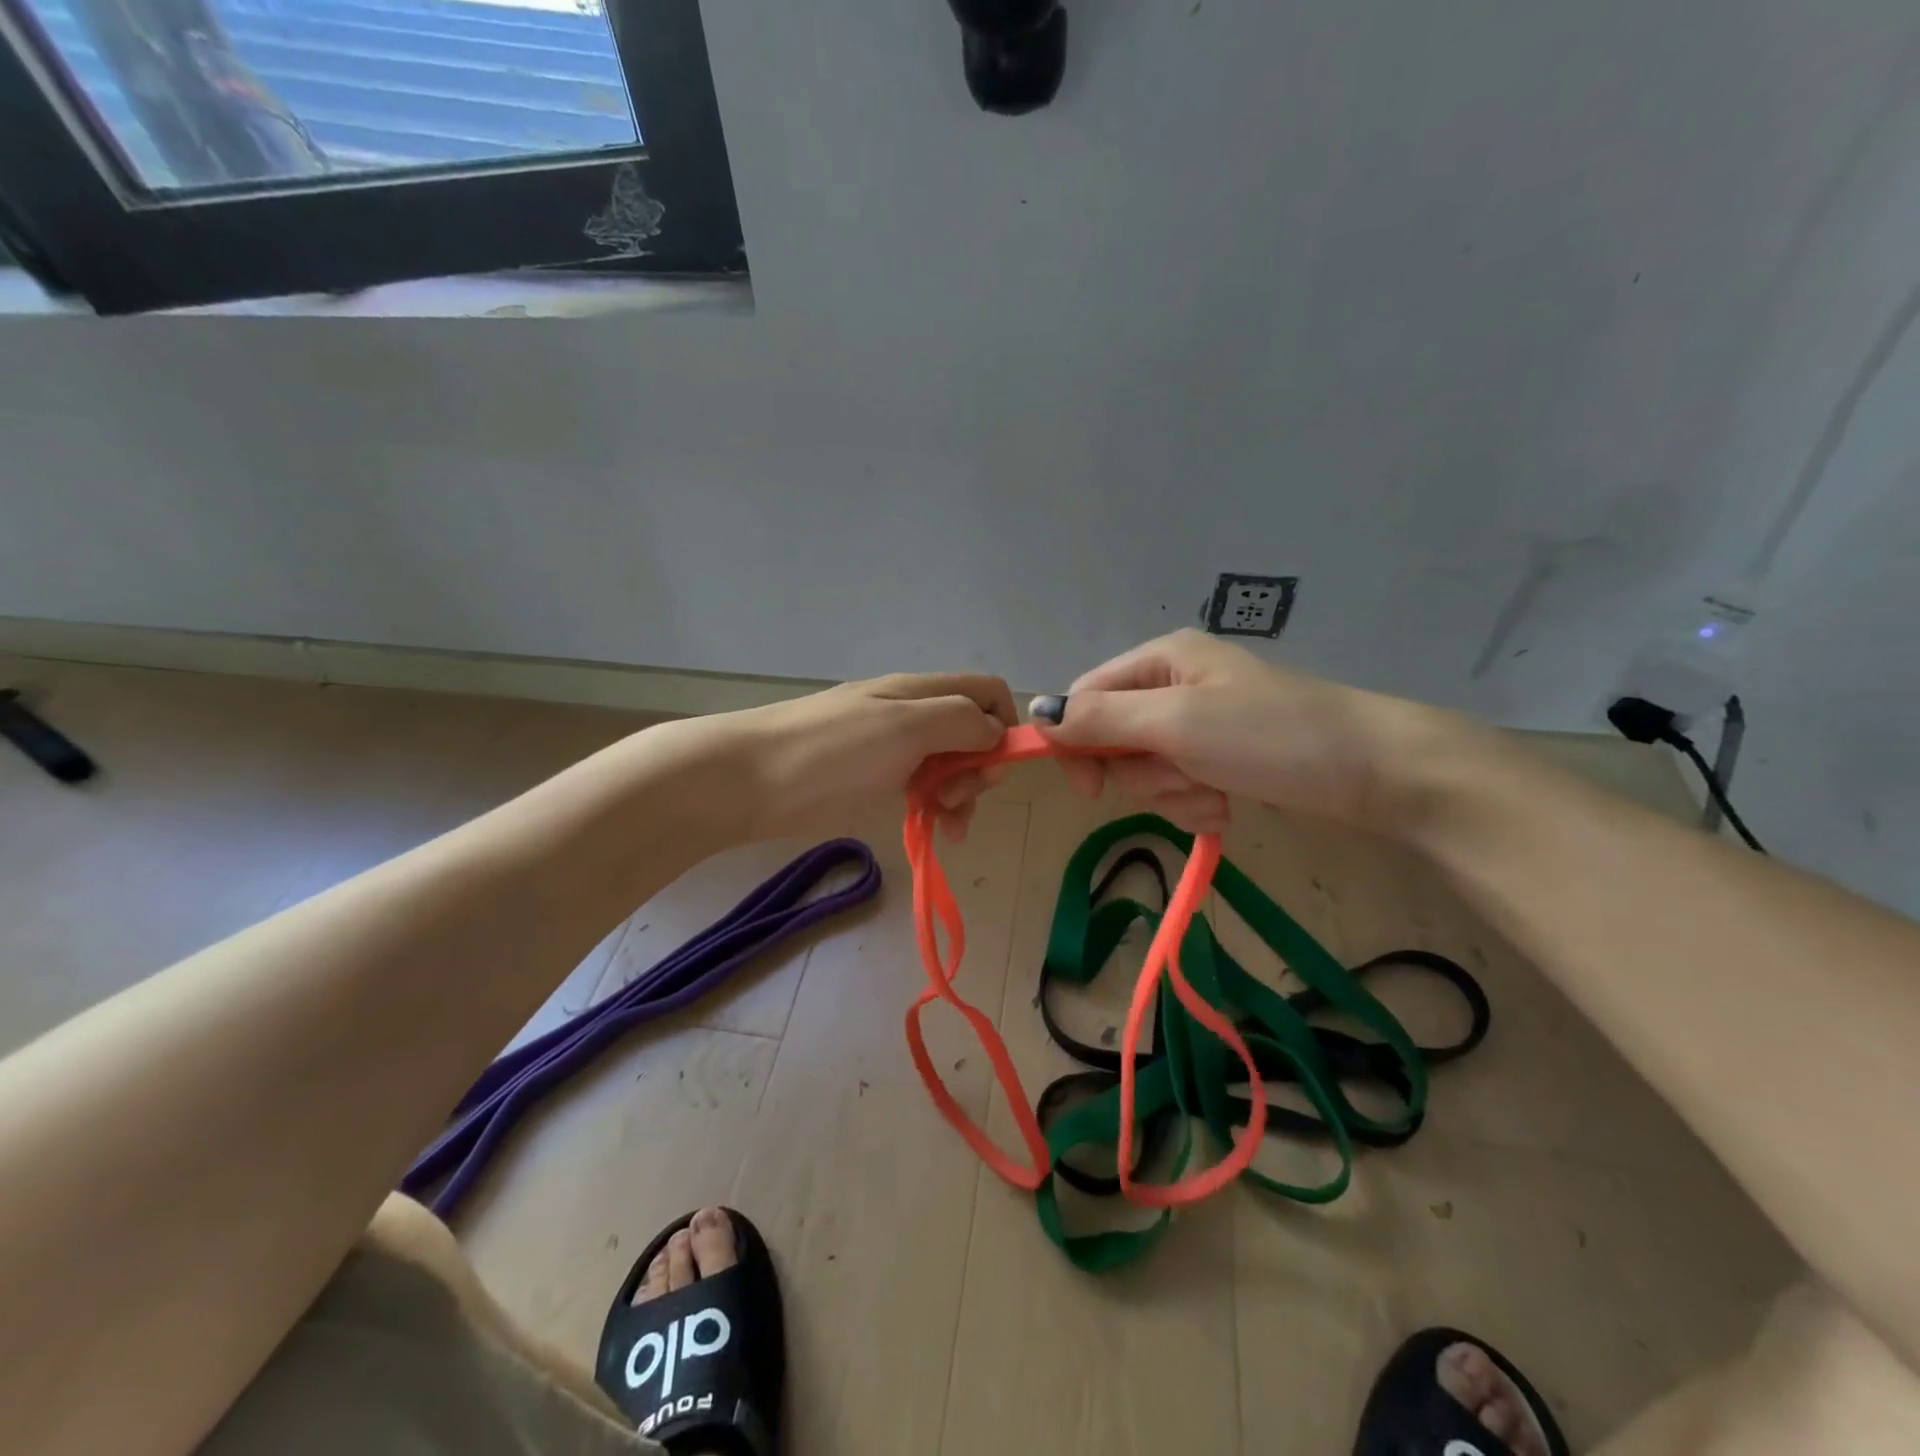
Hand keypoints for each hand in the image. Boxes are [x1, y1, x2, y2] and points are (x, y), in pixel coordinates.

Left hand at [727, 672, 1016, 841]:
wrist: (745, 780)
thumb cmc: (830, 752)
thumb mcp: (904, 726)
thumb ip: (959, 720)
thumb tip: (995, 731)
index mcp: (920, 692)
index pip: (986, 691)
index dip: (1005, 724)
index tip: (997, 766)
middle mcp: (910, 714)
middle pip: (971, 732)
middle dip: (979, 767)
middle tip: (959, 798)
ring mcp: (889, 748)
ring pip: (947, 765)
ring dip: (961, 794)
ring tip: (948, 825)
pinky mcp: (870, 781)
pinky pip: (918, 788)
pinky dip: (935, 808)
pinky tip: (935, 831)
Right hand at [1030, 630, 1453, 834]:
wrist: (1371, 770)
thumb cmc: (1269, 734)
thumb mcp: (1176, 722)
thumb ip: (1101, 719)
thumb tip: (1035, 713)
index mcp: (1159, 660)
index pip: (1084, 698)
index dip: (1076, 742)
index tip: (1090, 787)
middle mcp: (1172, 687)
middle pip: (1113, 741)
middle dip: (1144, 773)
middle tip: (1183, 775)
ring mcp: (1197, 726)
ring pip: (1145, 772)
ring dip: (1173, 793)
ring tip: (1217, 790)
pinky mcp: (1218, 760)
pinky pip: (1178, 789)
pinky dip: (1196, 804)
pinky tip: (1229, 803)